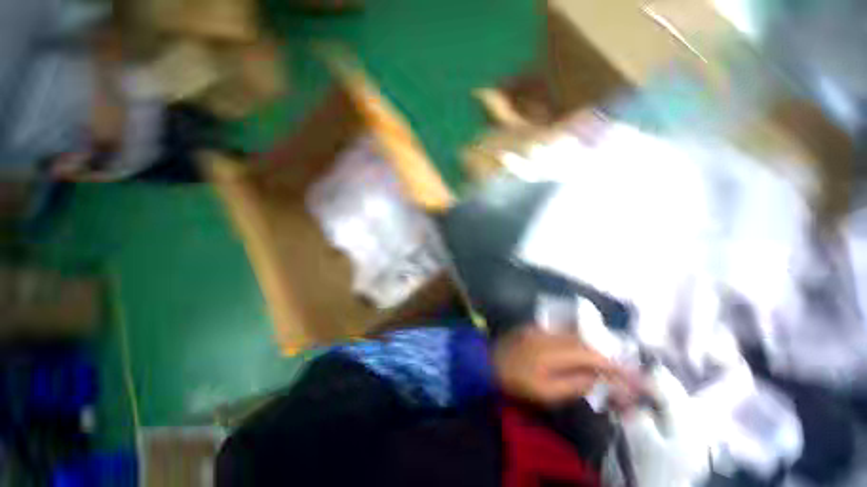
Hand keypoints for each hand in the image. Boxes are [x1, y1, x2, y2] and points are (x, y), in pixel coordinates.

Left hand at [493, 327, 638, 405]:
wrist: (488, 361)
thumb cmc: (516, 381)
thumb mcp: (546, 392)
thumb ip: (575, 383)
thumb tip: (597, 377)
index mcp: (553, 350)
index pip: (592, 355)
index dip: (615, 365)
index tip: (634, 377)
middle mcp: (550, 334)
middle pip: (586, 343)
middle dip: (606, 357)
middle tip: (621, 373)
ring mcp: (541, 328)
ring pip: (575, 336)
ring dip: (592, 350)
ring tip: (604, 366)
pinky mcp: (535, 328)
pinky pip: (563, 334)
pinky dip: (577, 344)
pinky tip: (580, 354)